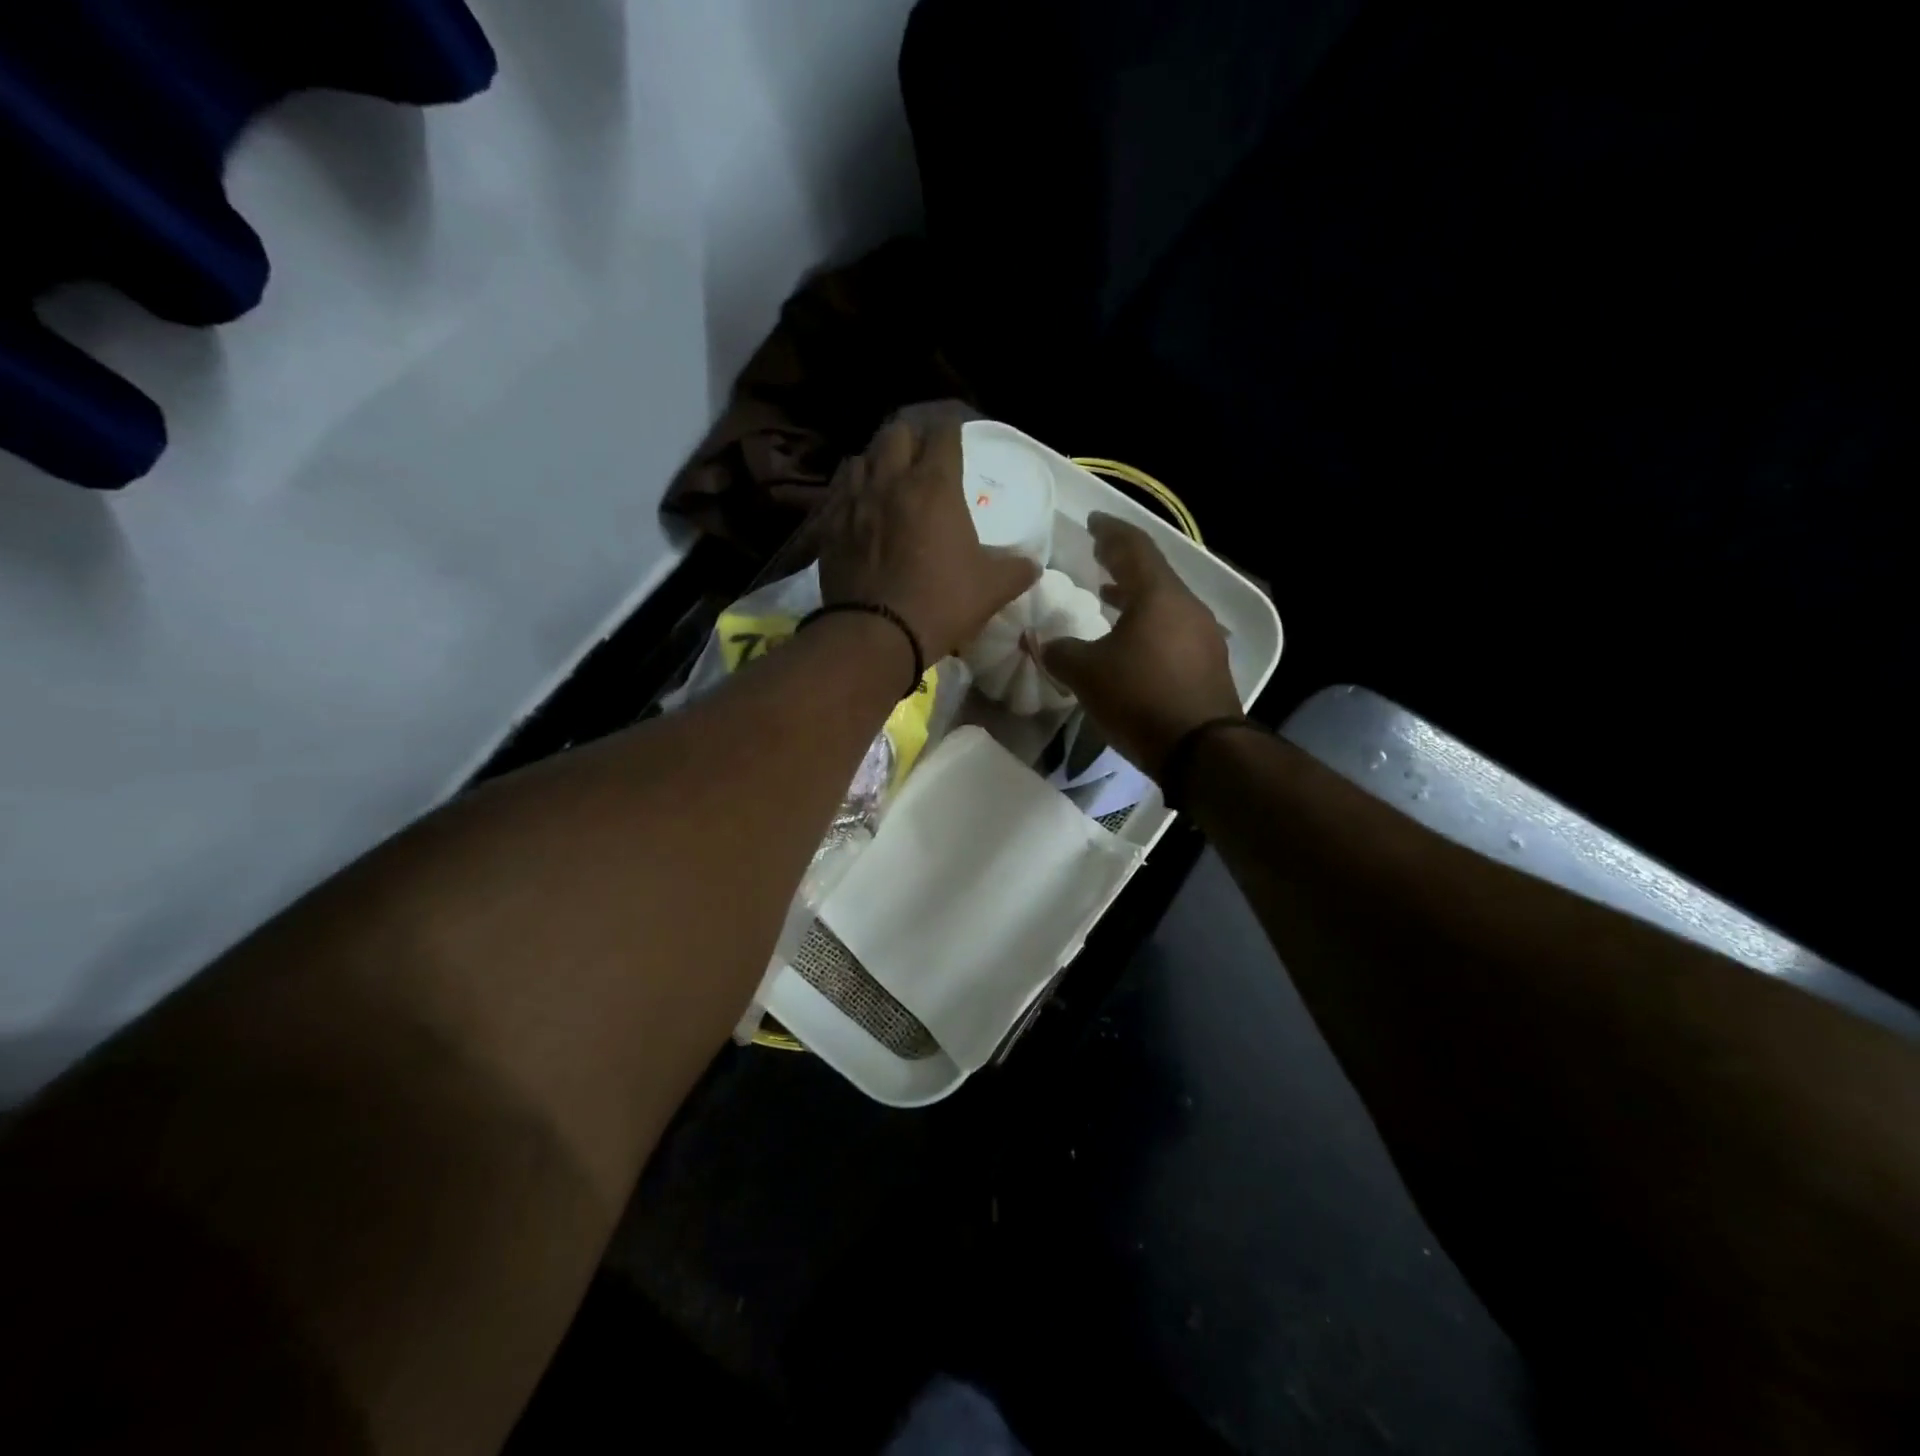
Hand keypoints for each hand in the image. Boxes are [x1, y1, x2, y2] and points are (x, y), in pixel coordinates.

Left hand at [818, 411, 1039, 661]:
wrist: (877, 634)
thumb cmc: (941, 604)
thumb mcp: (991, 589)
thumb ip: (1016, 571)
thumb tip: (1033, 565)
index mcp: (935, 486)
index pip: (944, 434)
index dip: (952, 432)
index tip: (957, 439)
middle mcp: (891, 480)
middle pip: (897, 433)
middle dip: (912, 440)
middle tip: (922, 458)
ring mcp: (854, 501)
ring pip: (862, 457)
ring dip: (877, 462)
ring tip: (887, 479)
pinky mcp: (829, 525)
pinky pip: (838, 492)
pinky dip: (851, 492)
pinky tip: (858, 508)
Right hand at [1042, 513, 1243, 777]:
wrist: (1201, 749)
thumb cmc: (1140, 698)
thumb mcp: (1087, 674)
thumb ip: (1061, 652)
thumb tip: (1047, 645)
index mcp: (1159, 595)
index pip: (1133, 547)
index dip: (1110, 531)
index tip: (1093, 522)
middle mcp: (1187, 606)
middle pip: (1153, 573)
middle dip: (1123, 562)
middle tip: (1099, 555)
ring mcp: (1204, 635)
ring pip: (1165, 602)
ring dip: (1136, 596)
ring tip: (1109, 595)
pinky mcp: (1209, 663)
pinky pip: (1173, 629)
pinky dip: (1149, 623)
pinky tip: (1132, 642)